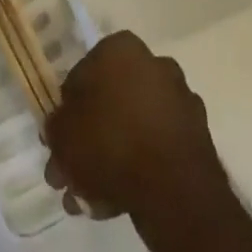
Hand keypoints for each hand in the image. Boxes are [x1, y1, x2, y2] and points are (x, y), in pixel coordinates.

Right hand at [43, 31, 228, 231]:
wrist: (174, 190)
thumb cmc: (110, 144)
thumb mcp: (63, 134)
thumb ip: (56, 127)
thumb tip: (60, 128)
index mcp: (121, 49)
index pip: (82, 74)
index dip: (67, 111)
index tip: (60, 142)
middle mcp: (154, 64)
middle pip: (110, 103)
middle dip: (89, 140)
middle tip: (72, 175)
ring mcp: (179, 100)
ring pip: (132, 128)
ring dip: (110, 159)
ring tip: (90, 198)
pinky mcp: (196, 136)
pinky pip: (156, 149)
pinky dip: (138, 169)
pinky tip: (117, 202)